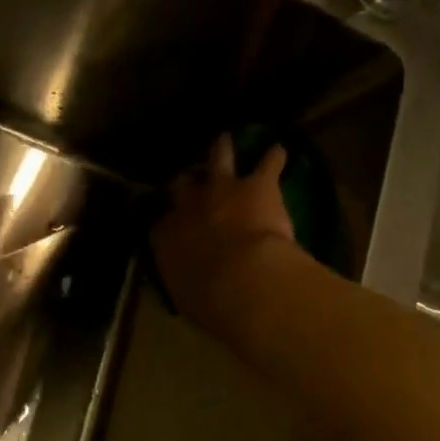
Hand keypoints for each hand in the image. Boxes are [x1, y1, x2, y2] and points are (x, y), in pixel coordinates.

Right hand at [151, 134, 300, 332]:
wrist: (240, 279)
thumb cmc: (208, 299)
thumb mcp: (186, 297)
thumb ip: (186, 284)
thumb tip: (189, 286)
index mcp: (167, 239)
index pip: (160, 226)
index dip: (165, 223)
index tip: (169, 225)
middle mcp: (190, 208)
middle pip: (182, 186)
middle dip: (185, 182)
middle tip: (188, 178)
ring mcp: (222, 190)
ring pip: (218, 160)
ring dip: (222, 150)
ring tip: (225, 140)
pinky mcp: (257, 185)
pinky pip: (267, 163)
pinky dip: (274, 157)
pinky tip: (279, 150)